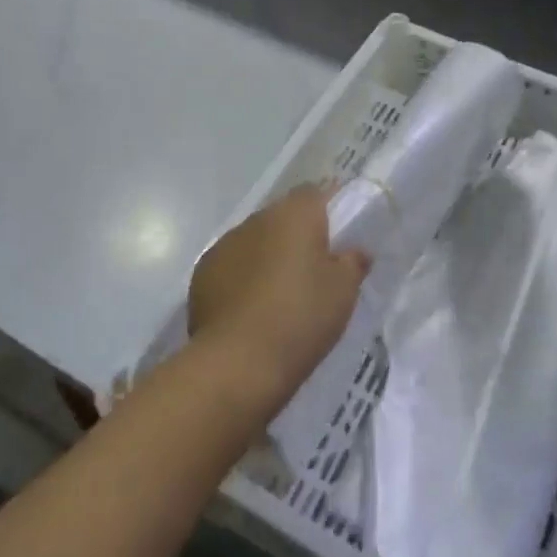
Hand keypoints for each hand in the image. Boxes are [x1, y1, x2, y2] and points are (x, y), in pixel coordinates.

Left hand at [188, 183, 368, 411]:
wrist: (237, 363)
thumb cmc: (300, 318)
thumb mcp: (343, 292)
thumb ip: (353, 262)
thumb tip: (354, 251)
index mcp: (294, 214)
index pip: (315, 193)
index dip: (329, 211)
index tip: (339, 238)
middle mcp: (257, 219)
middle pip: (283, 217)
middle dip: (298, 237)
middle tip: (313, 272)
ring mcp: (225, 244)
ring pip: (256, 241)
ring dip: (268, 256)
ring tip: (280, 295)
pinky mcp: (202, 273)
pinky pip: (232, 265)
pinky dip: (243, 278)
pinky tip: (251, 310)